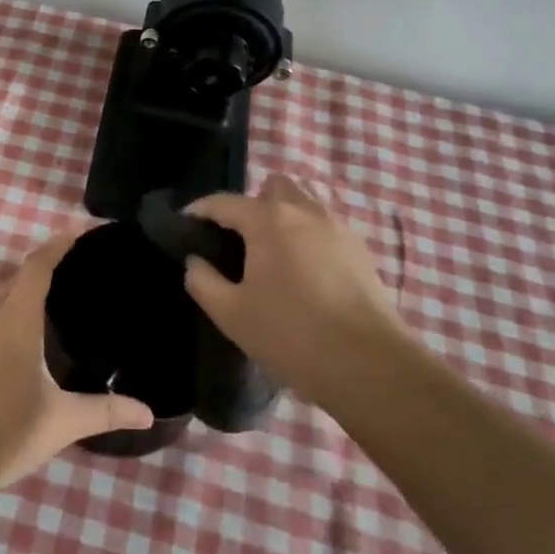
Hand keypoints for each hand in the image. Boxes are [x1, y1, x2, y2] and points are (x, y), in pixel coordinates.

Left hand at [0, 229, 155, 489]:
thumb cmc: (8, 431)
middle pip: (13, 281)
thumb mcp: (62, 421)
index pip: (37, 267)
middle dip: (36, 273)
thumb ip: (105, 411)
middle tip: (62, 275)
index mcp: (16, 320)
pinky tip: (1, 353)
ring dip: (12, 301)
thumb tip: (149, 412)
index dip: (56, 246)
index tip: (73, 231)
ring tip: (35, 316)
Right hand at [184, 176, 404, 403]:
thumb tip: (195, 262)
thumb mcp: (231, 313)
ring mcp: (338, 229)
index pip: (223, 202)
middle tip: (238, 241)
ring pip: (305, 203)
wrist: (370, 366)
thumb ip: (203, 281)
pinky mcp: (362, 251)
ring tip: (272, 253)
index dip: (199, 211)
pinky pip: (326, 227)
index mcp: (267, 219)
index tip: (184, 225)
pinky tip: (304, 272)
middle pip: (273, 187)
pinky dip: (309, 236)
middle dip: (250, 205)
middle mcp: (304, 211)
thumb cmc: (290, 334)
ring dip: (283, 216)